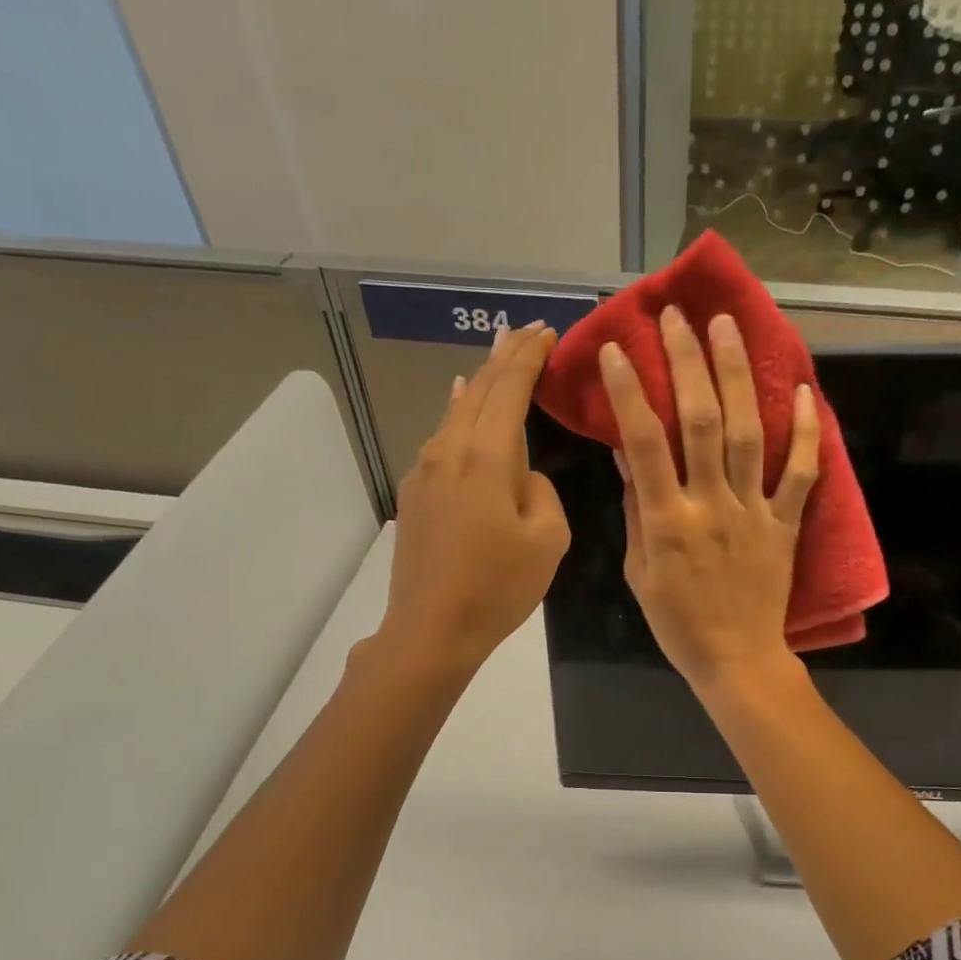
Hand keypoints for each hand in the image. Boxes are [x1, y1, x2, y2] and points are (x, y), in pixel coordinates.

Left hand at [378, 323, 569, 672]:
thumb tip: (524, 476)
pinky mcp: (413, 494)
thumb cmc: (498, 588)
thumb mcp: (547, 540)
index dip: (529, 356)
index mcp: (486, 456)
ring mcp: (424, 471)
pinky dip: (458, 413)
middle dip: (503, 358)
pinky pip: (441, 438)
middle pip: (477, 390)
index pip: (509, 388)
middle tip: (523, 332)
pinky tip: (459, 407)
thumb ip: (542, 491)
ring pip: (455, 412)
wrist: (430, 628)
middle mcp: (449, 450)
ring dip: (479, 384)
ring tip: (494, 361)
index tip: (547, 331)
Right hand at [604, 306, 818, 695]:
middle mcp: (710, 505)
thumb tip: (628, 455)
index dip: (631, 392)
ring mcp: (753, 511)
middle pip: (700, 422)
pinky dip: (804, 432)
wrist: (736, 659)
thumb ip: (637, 511)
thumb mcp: (639, 572)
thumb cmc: (678, 622)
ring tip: (728, 327)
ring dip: (738, 375)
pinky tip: (803, 390)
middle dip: (688, 362)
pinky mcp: (785, 523)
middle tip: (678, 316)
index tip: (617, 349)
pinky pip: (799, 473)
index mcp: (667, 521)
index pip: (645, 443)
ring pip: (746, 433)